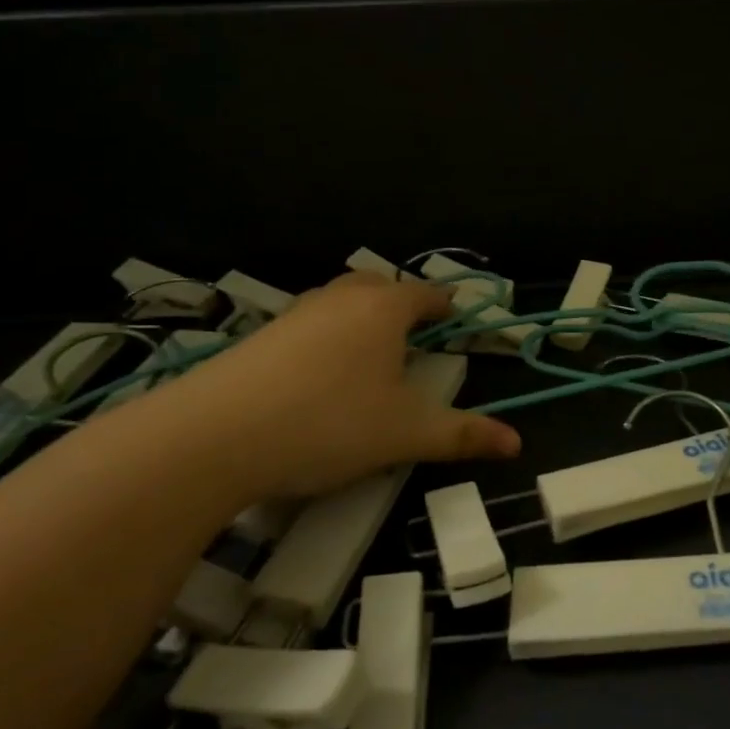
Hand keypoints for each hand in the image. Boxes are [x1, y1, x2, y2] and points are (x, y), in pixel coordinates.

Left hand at [155, 272, 520, 501]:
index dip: (447, 306)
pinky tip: (320, 378)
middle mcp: (340, 298)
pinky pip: (308, 325)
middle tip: (415, 332)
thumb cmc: (329, 422)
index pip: (426, 294)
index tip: (459, 319)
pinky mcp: (259, 338)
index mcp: (383, 308)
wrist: (212, 436)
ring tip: (370, 356)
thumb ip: (463, 435)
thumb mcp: (406, 434)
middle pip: (379, 285)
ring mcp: (294, 314)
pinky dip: (326, 339)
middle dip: (401, 303)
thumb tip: (517, 442)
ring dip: (360, 318)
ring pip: (339, 302)